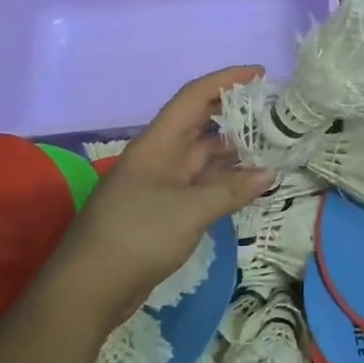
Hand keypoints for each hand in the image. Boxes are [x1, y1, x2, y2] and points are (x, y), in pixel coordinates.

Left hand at [52, 67, 274, 326]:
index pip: (194, 97)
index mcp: (158, 144)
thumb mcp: (189, 211)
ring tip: (273, 145)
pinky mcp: (164, 210)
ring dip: (235, 150)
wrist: (88, 289)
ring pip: (204, 156)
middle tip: (274, 111)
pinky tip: (251, 183)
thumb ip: (231, 190)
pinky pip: (201, 184)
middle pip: (201, 123)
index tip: (260, 73)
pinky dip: (226, 180)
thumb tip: (269, 172)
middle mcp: (160, 156)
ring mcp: (161, 184)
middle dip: (236, 113)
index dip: (226, 80)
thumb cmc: (136, 236)